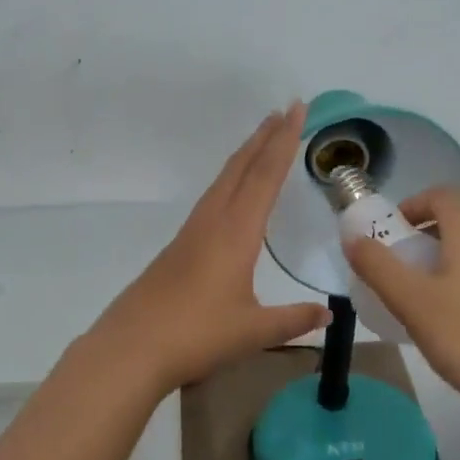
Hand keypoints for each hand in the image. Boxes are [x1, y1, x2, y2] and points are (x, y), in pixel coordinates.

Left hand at [91, 102, 331, 394]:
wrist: (130, 349)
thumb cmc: (197, 335)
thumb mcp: (253, 330)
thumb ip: (293, 319)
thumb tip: (328, 315)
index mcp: (235, 233)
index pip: (264, 177)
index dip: (283, 142)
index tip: (296, 109)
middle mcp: (211, 223)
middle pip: (240, 169)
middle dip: (264, 138)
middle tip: (284, 111)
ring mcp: (190, 234)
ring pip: (222, 182)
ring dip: (245, 157)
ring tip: (261, 141)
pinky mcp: (177, 249)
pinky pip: (211, 201)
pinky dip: (229, 183)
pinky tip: (231, 197)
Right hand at [344, 189, 459, 430]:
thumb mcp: (410, 301)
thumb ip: (377, 266)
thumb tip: (353, 238)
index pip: (440, 196)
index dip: (411, 205)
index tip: (389, 233)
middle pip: (457, 224)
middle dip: (422, 240)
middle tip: (397, 272)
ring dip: (443, 264)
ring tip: (421, 301)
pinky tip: (454, 323)